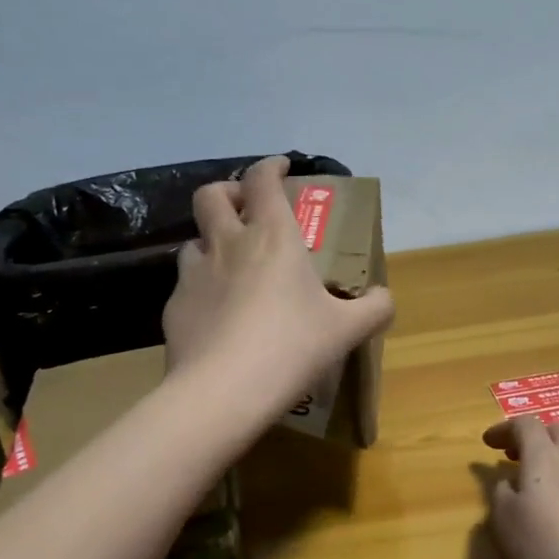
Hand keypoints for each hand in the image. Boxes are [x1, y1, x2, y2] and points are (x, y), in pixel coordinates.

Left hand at [164, 156, 393, 418]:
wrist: (223, 391)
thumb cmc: (292, 347)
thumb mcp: (347, 330)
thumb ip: (373, 308)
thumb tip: (383, 298)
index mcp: (273, 237)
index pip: (263, 180)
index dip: (271, 166)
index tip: (282, 167)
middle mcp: (228, 244)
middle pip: (212, 195)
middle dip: (228, 193)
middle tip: (245, 209)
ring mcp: (194, 274)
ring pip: (194, 239)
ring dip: (211, 242)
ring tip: (229, 266)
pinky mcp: (174, 307)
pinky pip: (186, 284)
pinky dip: (202, 287)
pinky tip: (216, 315)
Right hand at [481, 415, 558, 558]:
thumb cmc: (546, 550)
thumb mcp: (504, 523)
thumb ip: (501, 492)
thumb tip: (510, 480)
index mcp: (544, 455)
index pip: (523, 424)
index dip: (504, 429)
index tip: (489, 443)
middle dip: (538, 438)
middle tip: (521, 458)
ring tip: (558, 477)